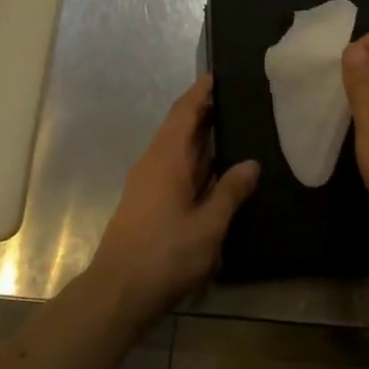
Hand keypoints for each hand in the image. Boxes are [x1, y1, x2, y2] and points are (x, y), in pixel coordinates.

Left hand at [86, 76, 259, 330]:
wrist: (117, 294)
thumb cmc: (164, 255)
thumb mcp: (207, 226)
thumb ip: (230, 192)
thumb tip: (251, 163)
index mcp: (166, 160)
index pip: (183, 112)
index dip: (200, 92)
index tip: (219, 75)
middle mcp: (153, 164)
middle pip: (179, 128)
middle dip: (204, 112)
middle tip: (238, 100)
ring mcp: (147, 184)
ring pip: (176, 150)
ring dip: (200, 138)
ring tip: (233, 129)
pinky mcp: (147, 203)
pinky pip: (174, 169)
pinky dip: (195, 161)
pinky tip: (215, 171)